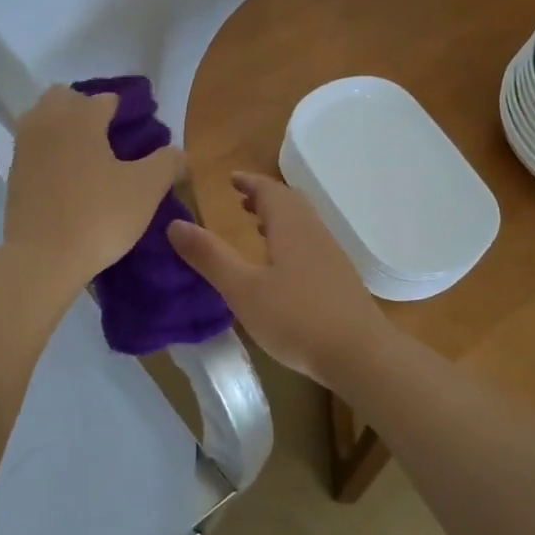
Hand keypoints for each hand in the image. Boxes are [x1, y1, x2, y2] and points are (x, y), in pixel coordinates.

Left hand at [3, 86, 180, 287]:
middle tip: (109, 138)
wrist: (43, 258)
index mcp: (80, 117)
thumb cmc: (98, 216)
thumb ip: (166, 162)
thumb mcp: (146, 189)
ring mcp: (24, 147)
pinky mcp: (13, 173)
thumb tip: (177, 152)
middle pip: (65, 98)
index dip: (126, 113)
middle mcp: (47, 121)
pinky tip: (67, 177)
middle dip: (86, 109)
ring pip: (43, 119)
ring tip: (87, 157)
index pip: (106, 99)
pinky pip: (34, 148)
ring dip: (63, 127)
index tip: (140, 134)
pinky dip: (49, 152)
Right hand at [167, 172, 393, 384]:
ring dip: (279, 218)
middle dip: (264, 197)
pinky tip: (282, 267)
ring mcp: (332, 256)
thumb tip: (174, 224)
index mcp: (291, 227)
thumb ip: (209, 256)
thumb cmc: (296, 318)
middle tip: (241, 200)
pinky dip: (291, 239)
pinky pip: (311, 244)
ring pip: (303, 224)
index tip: (230, 179)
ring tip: (258, 227)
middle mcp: (314, 233)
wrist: (360, 354)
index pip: (270, 190)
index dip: (249, 181)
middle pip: (291, 203)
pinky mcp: (340, 279)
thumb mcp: (242, 289)